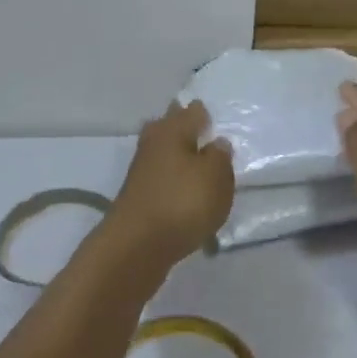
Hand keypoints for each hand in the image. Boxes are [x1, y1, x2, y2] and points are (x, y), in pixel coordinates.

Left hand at [108, 100, 233, 267]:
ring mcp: (142, 169)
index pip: (193, 111)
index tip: (214, 114)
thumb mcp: (216, 177)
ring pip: (164, 151)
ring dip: (177, 154)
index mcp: (173, 129)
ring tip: (198, 162)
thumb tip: (217, 142)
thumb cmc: (182, 202)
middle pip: (171, 126)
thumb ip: (220, 157)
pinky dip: (172, 179)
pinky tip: (184, 189)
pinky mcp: (139, 195)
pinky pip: (161, 177)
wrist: (136, 246)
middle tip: (203, 131)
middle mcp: (154, 142)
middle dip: (183, 126)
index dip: (204, 112)